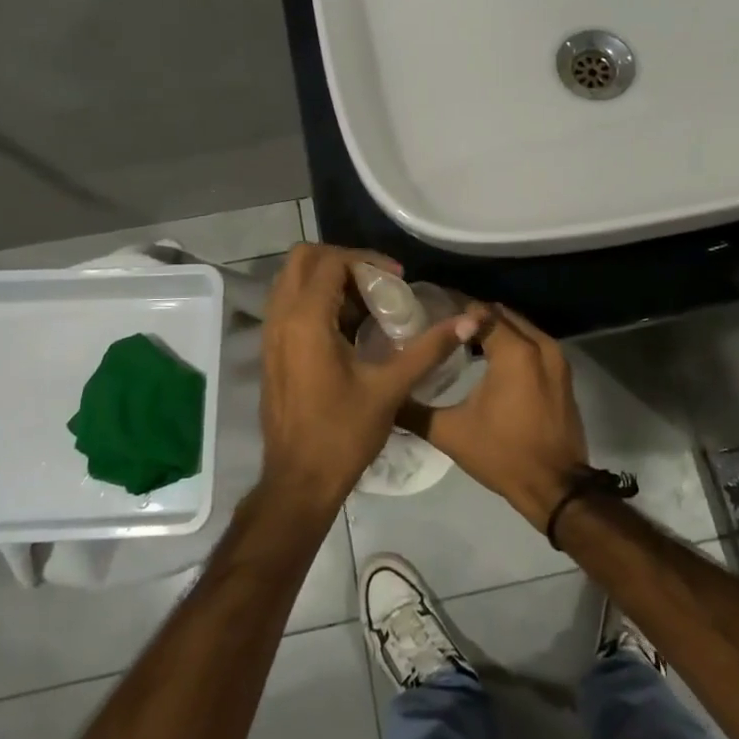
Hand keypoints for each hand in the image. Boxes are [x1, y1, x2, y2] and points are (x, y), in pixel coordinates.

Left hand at [258, 243, 478, 509]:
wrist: (299, 480)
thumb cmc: (343, 433)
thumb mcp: (391, 388)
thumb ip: (428, 348)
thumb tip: (468, 321)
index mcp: (306, 321)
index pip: (331, 261)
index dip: (367, 260)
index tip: (397, 278)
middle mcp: (281, 318)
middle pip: (303, 258)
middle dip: (342, 259)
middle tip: (377, 281)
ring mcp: (271, 334)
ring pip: (292, 279)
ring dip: (327, 278)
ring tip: (366, 301)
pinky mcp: (271, 350)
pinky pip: (288, 303)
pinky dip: (315, 298)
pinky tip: (348, 326)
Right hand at [412, 305, 588, 530]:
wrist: (555, 487)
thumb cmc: (502, 454)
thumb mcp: (451, 433)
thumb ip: (414, 410)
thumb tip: (386, 396)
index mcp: (514, 351)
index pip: (479, 312)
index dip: (453, 310)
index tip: (429, 314)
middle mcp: (539, 344)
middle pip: (501, 314)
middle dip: (474, 316)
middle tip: (443, 326)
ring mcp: (556, 358)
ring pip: (520, 327)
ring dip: (494, 329)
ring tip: (461, 341)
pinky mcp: (563, 374)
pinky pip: (534, 344)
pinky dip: (513, 344)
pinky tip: (488, 360)